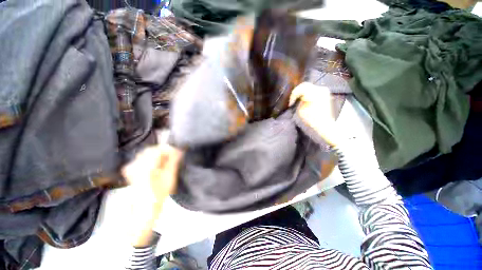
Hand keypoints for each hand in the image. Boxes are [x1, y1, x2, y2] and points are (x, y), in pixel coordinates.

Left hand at [122, 143, 183, 246]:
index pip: (158, 149)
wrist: (144, 209)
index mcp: (146, 166)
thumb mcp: (170, 177)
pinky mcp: (130, 170)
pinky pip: (142, 158)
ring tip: (167, 161)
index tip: (178, 152)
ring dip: (158, 155)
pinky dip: (152, 159)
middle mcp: (136, 164)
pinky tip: (157, 165)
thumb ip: (173, 161)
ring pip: (147, 153)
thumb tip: (178, 150)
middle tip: (174, 157)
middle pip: (151, 149)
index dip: (170, 149)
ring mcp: (131, 167)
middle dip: (164, 151)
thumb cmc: (159, 194)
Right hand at [289, 82, 338, 145]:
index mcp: (315, 93)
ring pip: (309, 87)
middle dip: (297, 92)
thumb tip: (299, 97)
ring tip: (297, 100)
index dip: (293, 95)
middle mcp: (321, 89)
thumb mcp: (301, 110)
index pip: (300, 88)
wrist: (324, 125)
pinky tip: (304, 99)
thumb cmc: (311, 119)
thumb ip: (299, 101)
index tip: (290, 103)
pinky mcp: (325, 94)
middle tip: (292, 100)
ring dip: (302, 93)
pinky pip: (313, 90)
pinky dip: (307, 93)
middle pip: (305, 85)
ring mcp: (324, 91)